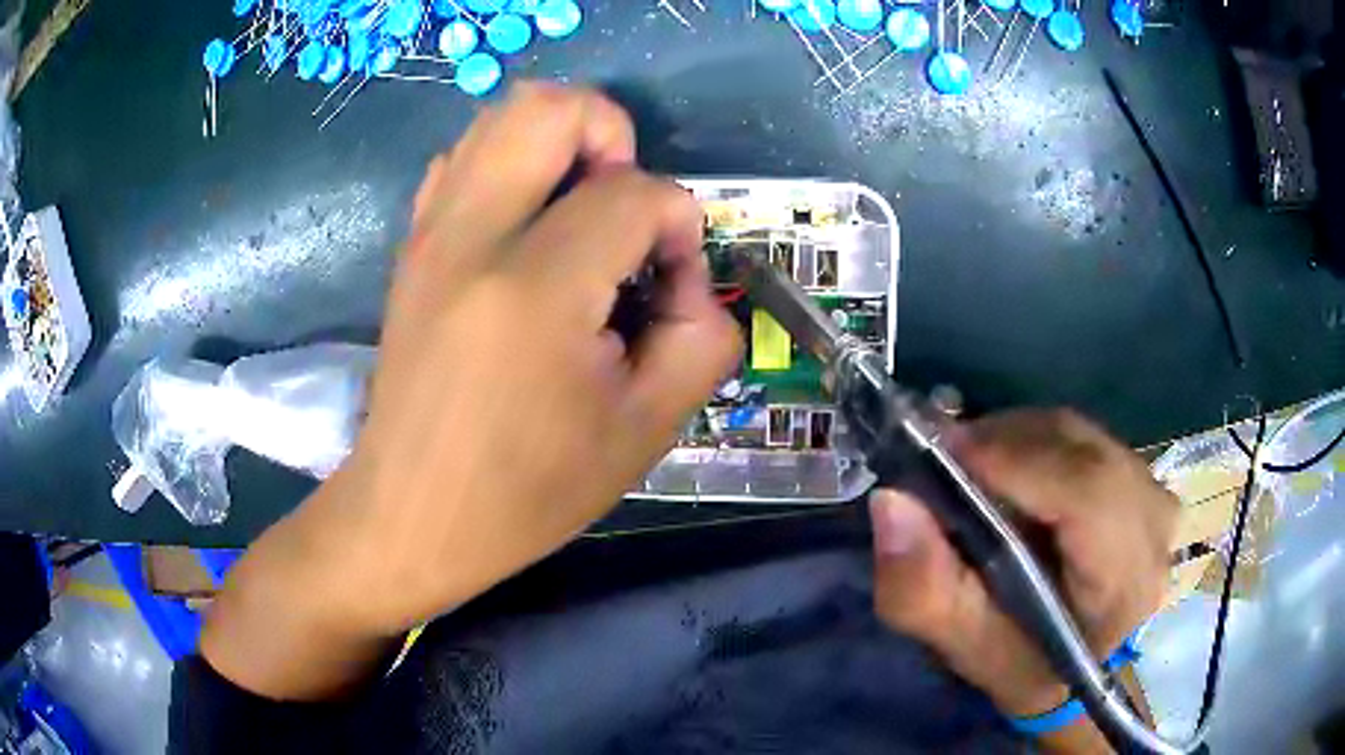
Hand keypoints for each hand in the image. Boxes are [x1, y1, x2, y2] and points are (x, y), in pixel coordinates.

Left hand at [201, 83, 741, 698]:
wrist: (412, 516)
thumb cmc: (528, 493)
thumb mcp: (647, 430)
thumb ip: (703, 335)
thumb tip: (684, 272)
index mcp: (536, 290)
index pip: (635, 194)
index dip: (679, 226)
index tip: (670, 287)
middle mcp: (472, 237)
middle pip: (551, 108)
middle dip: (612, 134)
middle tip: (625, 206)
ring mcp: (430, 233)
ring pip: (502, 117)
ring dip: (562, 144)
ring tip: (580, 215)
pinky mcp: (413, 245)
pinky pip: (464, 157)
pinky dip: (512, 166)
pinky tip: (527, 230)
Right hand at [869, 409, 1175, 741]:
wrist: (1079, 656)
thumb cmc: (1027, 664)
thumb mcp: (967, 649)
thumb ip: (925, 591)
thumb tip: (891, 501)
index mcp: (1124, 583)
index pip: (1087, 494)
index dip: (1016, 462)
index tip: (944, 455)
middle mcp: (1153, 523)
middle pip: (1079, 450)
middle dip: (1004, 445)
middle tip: (945, 462)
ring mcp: (1153, 489)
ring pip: (1077, 434)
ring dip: (1015, 441)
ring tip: (972, 470)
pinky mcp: (1140, 473)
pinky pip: (1081, 436)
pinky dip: (1035, 442)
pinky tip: (1010, 473)